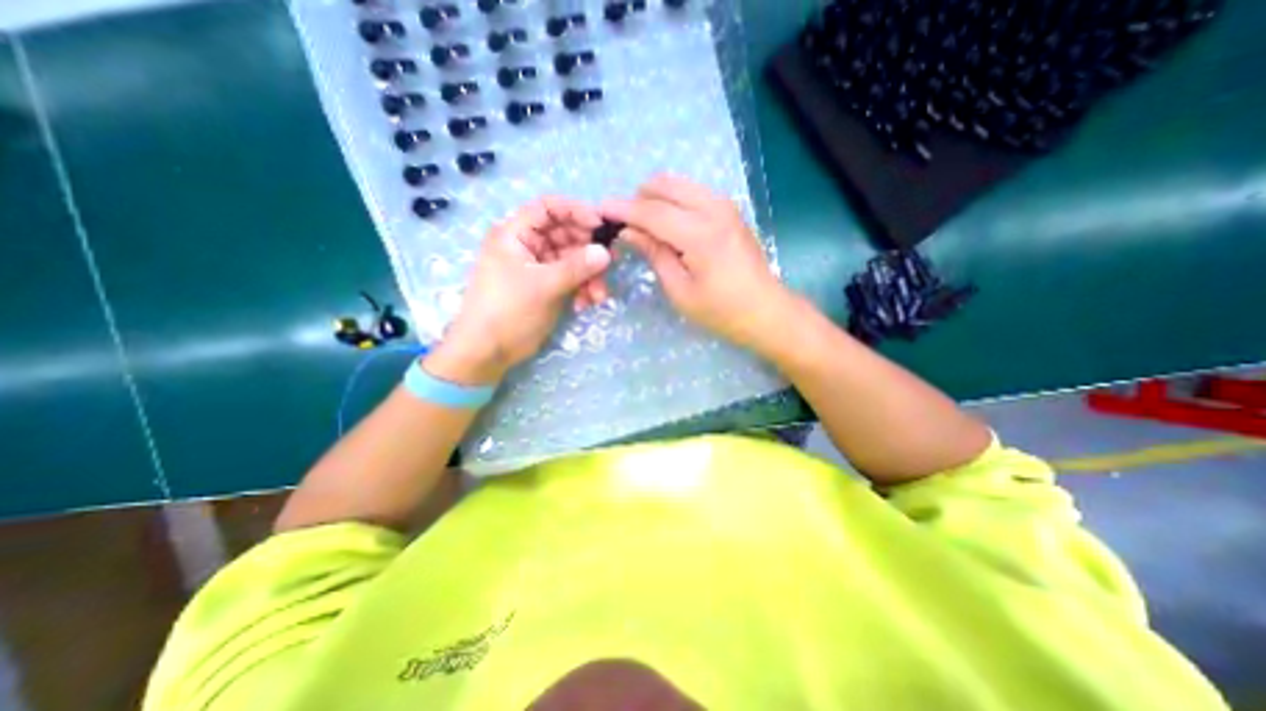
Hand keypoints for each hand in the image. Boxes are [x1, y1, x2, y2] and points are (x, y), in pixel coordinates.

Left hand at [429, 195, 615, 383]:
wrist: (489, 352)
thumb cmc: (508, 311)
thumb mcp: (543, 286)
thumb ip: (576, 267)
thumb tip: (605, 252)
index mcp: (515, 234)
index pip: (548, 208)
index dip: (575, 211)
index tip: (601, 225)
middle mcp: (528, 246)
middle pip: (565, 235)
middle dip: (588, 251)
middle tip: (610, 262)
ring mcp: (538, 267)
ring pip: (572, 260)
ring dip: (589, 276)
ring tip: (599, 296)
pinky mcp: (547, 287)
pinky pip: (570, 279)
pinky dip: (582, 289)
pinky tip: (586, 305)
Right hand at [601, 176, 788, 352]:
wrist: (765, 310)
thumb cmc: (721, 310)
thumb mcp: (680, 289)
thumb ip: (654, 253)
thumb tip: (629, 231)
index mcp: (700, 234)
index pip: (651, 211)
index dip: (622, 209)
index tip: (599, 208)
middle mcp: (714, 209)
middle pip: (665, 185)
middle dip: (639, 198)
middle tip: (626, 224)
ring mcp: (725, 205)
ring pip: (679, 184)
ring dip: (656, 197)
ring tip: (645, 225)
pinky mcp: (730, 209)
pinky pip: (693, 192)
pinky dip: (673, 200)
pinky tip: (668, 223)